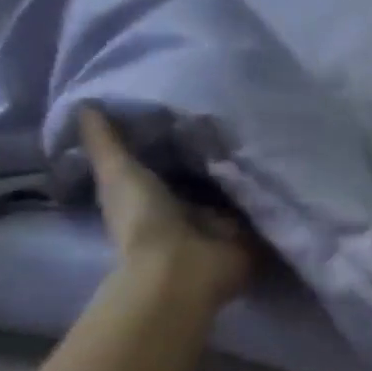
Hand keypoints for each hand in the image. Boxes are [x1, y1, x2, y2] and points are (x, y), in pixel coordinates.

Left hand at [78, 107, 253, 306]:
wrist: (186, 266)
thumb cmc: (145, 220)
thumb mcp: (118, 172)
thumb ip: (106, 142)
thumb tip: (85, 103)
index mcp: (153, 194)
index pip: (168, 160)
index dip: (177, 137)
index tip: (194, 106)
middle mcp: (189, 208)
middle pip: (206, 174)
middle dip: (220, 152)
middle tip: (242, 114)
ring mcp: (223, 222)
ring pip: (237, 188)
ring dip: (250, 169)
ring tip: (271, 133)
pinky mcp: (254, 231)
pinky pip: (264, 203)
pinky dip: (273, 189)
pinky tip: (286, 161)